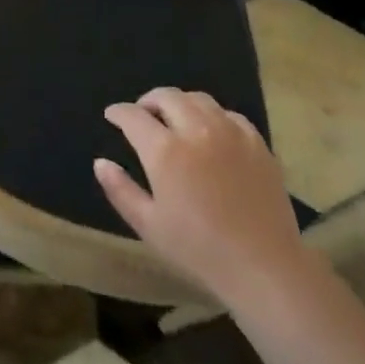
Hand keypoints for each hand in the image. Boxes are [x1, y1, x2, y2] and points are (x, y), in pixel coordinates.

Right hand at [94, 88, 307, 307]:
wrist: (263, 266)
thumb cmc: (198, 250)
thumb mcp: (148, 225)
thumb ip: (120, 190)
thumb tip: (101, 162)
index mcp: (165, 151)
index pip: (134, 116)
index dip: (118, 112)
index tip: (112, 115)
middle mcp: (197, 130)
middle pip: (167, 96)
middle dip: (148, 101)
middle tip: (142, 115)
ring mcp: (231, 133)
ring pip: (199, 99)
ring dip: (179, 103)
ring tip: (174, 118)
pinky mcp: (256, 142)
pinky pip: (229, 114)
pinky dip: (212, 116)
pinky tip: (211, 132)